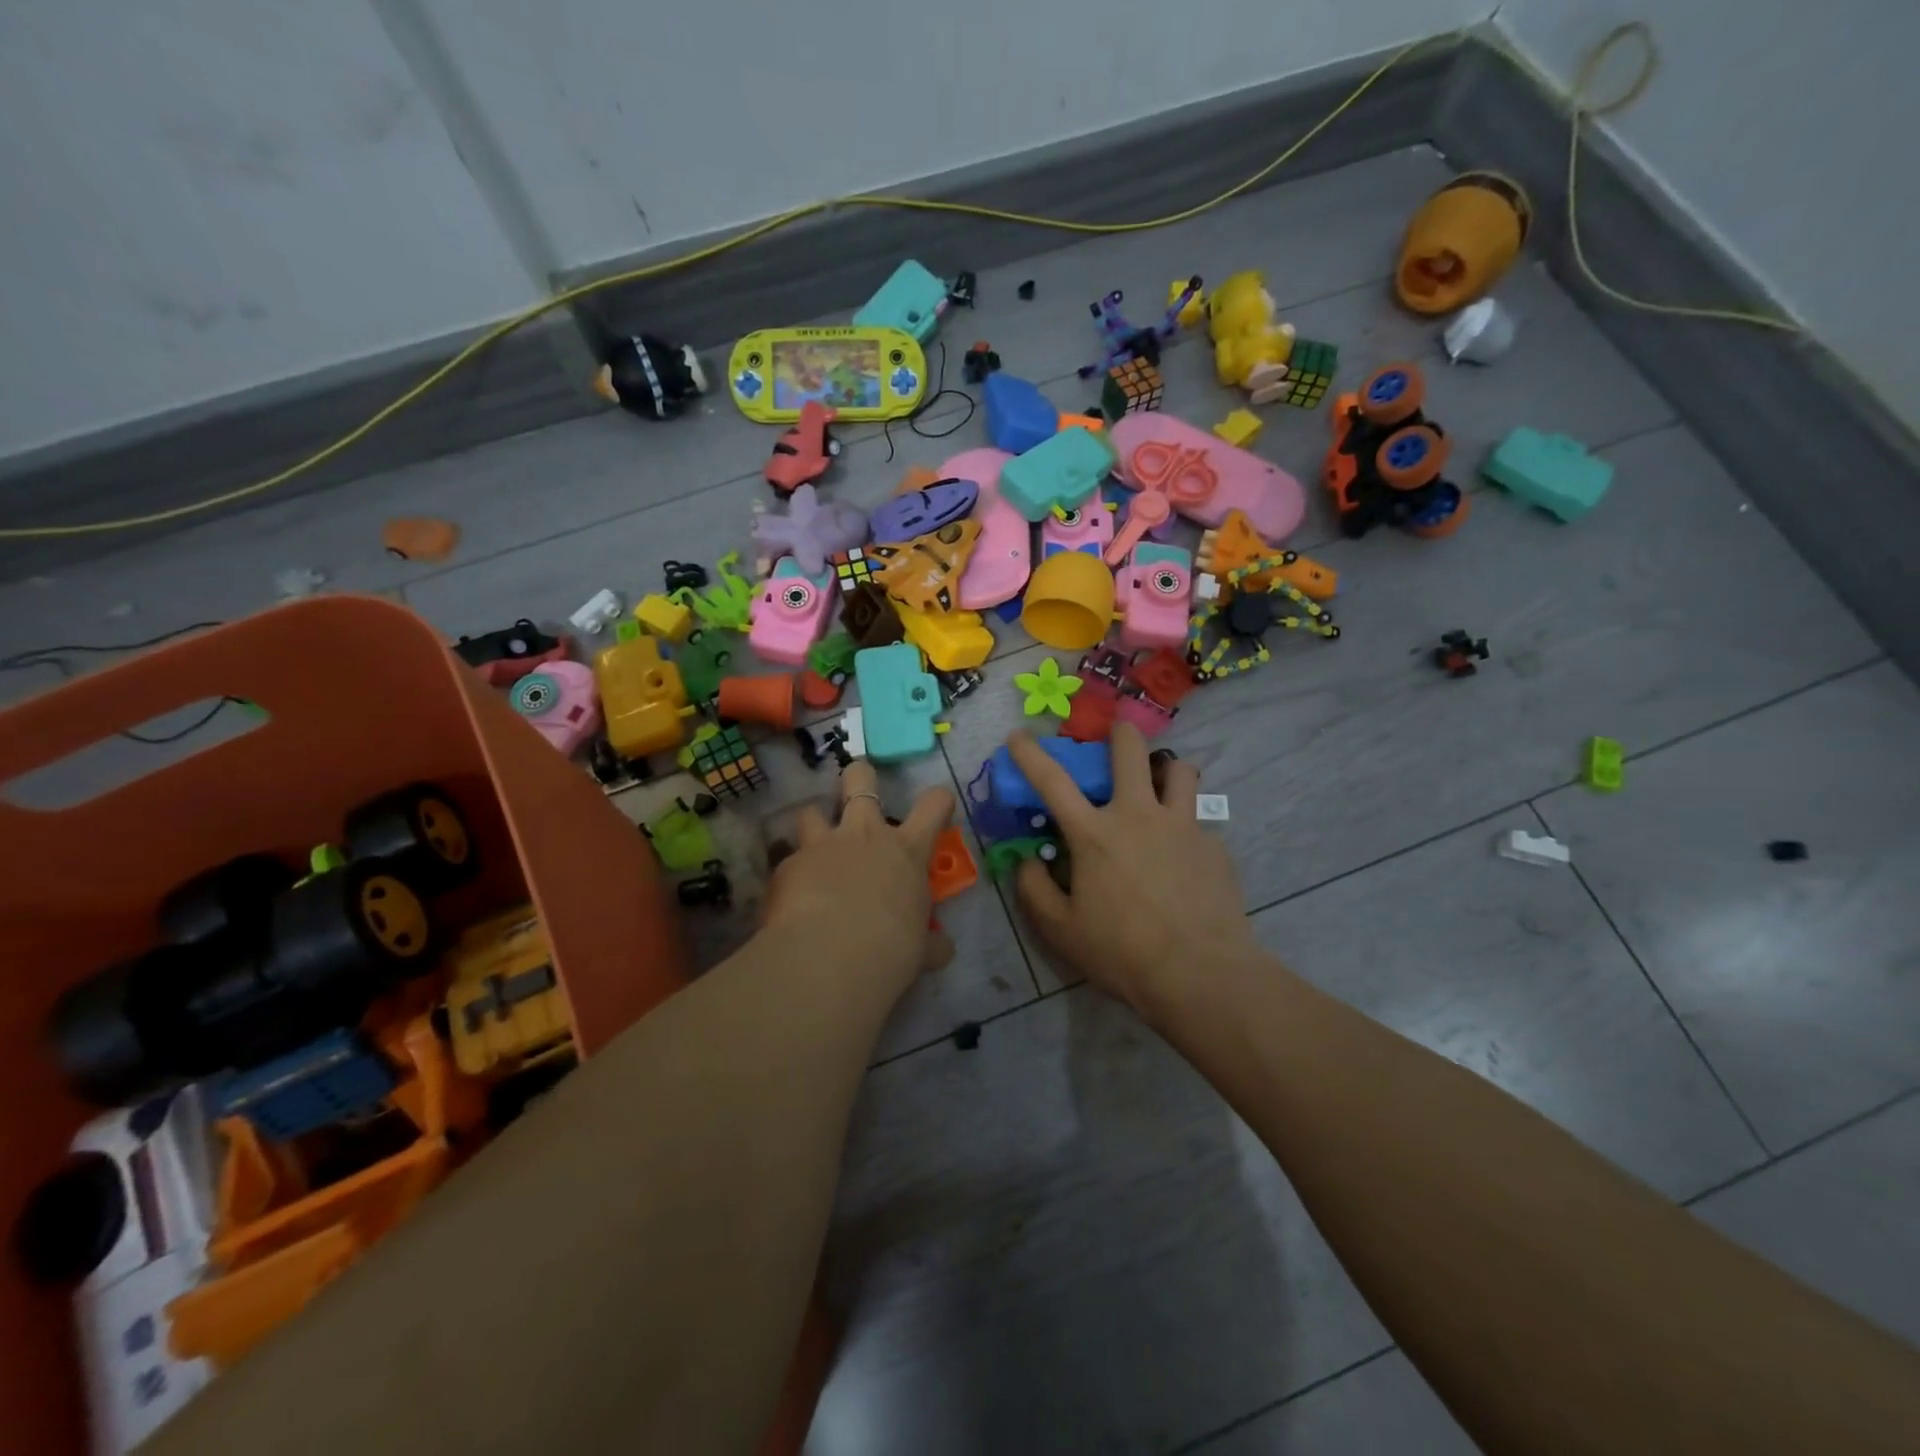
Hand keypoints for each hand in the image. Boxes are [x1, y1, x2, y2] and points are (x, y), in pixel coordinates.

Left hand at [761, 759, 955, 999]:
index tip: (938, 805)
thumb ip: (930, 943)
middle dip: (859, 776)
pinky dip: (790, 874)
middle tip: (857, 786)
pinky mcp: (786, 865)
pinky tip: (788, 897)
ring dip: (813, 823)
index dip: (938, 801)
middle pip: (860, 779)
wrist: (830, 958)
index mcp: (906, 851)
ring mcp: (821, 845)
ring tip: (812, 844)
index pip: (933, 806)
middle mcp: (864, 835)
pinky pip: (786, 860)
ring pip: (810, 811)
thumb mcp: (921, 950)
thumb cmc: (890, 950)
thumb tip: (942, 949)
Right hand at [1010, 723, 1256, 1020]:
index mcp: (1094, 834)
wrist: (1201, 974)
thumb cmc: (1122, 952)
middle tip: (1119, 730)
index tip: (1018, 736)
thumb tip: (1027, 861)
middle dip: (1121, 732)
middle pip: (1130, 751)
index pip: (1052, 782)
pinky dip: (1186, 825)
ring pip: (1180, 770)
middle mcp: (1138, 815)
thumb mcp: (1061, 930)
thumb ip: (1034, 890)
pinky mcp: (1213, 845)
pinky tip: (1185, 856)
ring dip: (1166, 769)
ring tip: (1162, 783)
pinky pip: (1198, 820)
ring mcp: (1182, 825)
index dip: (1030, 754)